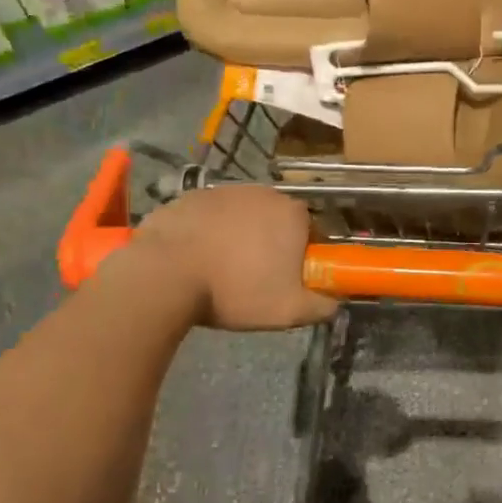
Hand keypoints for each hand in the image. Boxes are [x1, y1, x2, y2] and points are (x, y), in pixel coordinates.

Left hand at [125, 186, 338, 330]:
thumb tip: (335, 303)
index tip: (287, 278)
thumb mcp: (289, 311)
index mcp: (292, 214)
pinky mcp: (188, 197)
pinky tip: (195, 259)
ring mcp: (222, 191)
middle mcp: (262, 193)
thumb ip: (322, 306)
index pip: (310, 231)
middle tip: (254, 277)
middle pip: (275, 220)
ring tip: (221, 270)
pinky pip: (208, 217)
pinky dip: (206, 233)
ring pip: (240, 217)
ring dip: (237, 237)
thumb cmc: (236, 290)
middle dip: (269, 243)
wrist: (165, 275)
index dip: (301, 255)